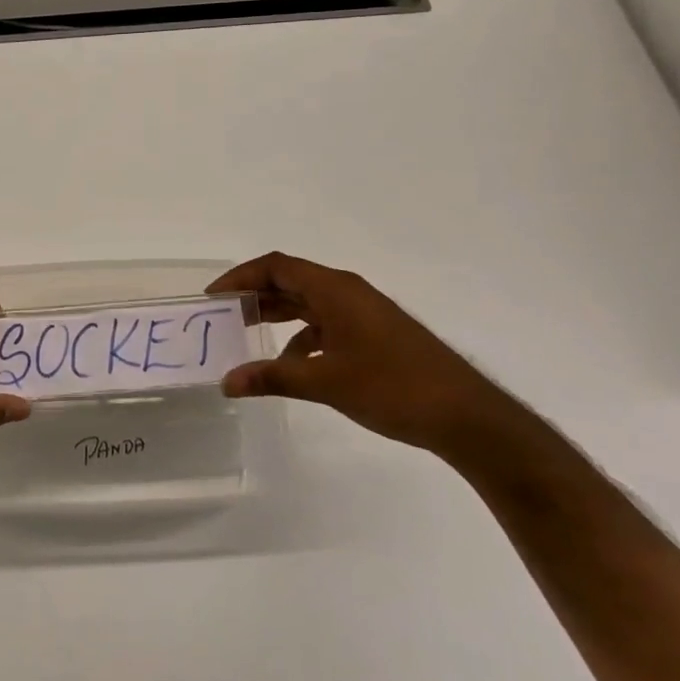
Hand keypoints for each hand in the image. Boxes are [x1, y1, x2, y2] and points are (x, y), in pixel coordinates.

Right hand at [208, 252, 503, 452]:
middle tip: (223, 316)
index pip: (277, 266)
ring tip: (247, 335)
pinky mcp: (375, 334)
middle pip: (291, 281)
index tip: (214, 297)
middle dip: (255, 295)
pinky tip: (292, 365)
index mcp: (334, 289)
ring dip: (278, 315)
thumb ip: (273, 377)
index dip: (241, 276)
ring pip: (309, 303)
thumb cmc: (392, 387)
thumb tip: (227, 382)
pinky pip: (327, 323)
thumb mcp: (325, 383)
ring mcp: (364, 313)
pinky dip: (303, 337)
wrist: (465, 415)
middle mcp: (347, 292)